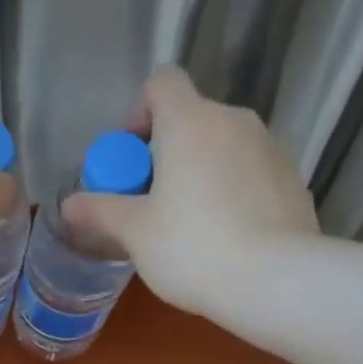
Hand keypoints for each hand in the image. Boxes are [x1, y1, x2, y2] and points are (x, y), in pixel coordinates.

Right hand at [62, 66, 317, 315]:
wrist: (274, 280)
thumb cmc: (192, 247)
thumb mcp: (135, 232)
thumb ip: (101, 210)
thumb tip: (68, 204)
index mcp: (191, 122)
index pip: (162, 83)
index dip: (139, 112)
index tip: (130, 158)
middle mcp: (235, 121)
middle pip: (192, 119)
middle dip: (167, 152)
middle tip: (151, 202)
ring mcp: (271, 149)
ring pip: (224, 147)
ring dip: (201, 172)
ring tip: (190, 225)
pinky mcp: (293, 180)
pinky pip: (251, 174)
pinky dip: (233, 193)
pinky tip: (226, 238)